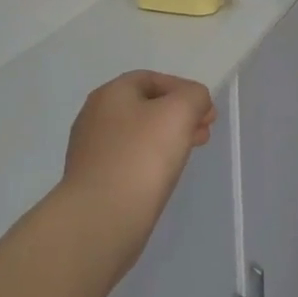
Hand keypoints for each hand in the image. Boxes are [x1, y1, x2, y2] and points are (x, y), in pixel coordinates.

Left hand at [59, 71, 216, 282]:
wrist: (102, 217)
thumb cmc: (142, 155)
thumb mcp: (180, 111)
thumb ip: (194, 96)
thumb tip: (194, 103)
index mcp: (111, 94)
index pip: (151, 79)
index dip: (183, 89)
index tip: (206, 110)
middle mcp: (95, 116)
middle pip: (146, 106)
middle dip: (179, 115)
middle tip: (204, 131)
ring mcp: (91, 150)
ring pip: (139, 134)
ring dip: (168, 138)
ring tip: (190, 153)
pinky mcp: (94, 180)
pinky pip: (130, 160)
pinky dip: (151, 160)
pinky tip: (165, 174)